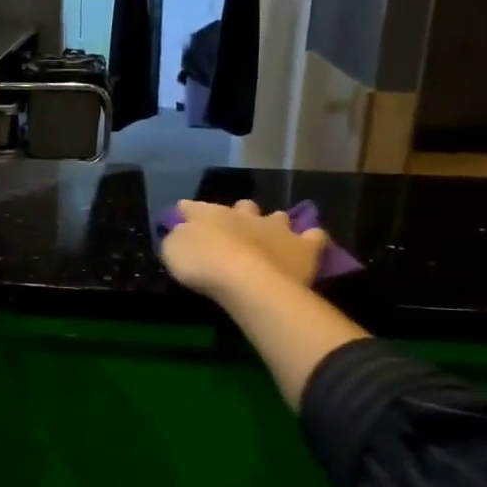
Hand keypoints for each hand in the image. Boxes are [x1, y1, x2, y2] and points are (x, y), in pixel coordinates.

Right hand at [161, 200, 326, 300]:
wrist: (247, 280)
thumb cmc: (204, 265)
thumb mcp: (173, 251)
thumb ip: (177, 238)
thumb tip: (180, 231)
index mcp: (211, 214)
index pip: (194, 206)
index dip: (187, 209)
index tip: (183, 212)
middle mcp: (244, 215)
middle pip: (242, 207)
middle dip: (238, 214)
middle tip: (234, 228)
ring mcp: (276, 228)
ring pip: (277, 217)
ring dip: (273, 224)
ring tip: (272, 235)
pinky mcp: (302, 247)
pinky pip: (313, 237)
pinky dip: (311, 238)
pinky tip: (310, 242)